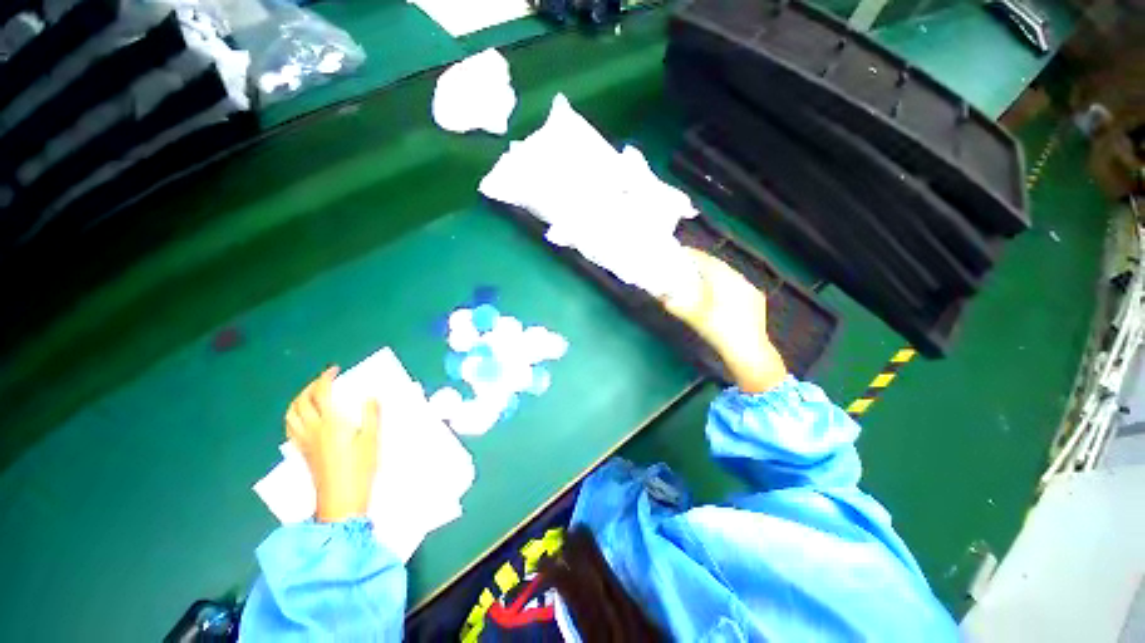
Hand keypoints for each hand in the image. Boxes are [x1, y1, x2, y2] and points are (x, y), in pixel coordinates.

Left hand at [285, 367, 379, 522]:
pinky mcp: (302, 452)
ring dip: (298, 400)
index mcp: (330, 424)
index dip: (325, 379)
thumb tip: (370, 396)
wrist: (341, 500)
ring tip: (310, 396)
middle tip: (324, 381)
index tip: (334, 370)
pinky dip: (294, 416)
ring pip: (291, 415)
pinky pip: (291, 428)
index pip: (321, 394)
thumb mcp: (372, 440)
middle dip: (310, 387)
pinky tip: (304, 418)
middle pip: (301, 402)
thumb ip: (371, 415)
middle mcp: (312, 430)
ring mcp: (304, 442)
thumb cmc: (359, 468)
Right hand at [663, 248, 787, 392]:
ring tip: (698, 277)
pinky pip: (736, 284)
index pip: (706, 260)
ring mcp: (749, 289)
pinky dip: (723, 284)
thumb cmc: (720, 332)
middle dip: (701, 263)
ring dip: (712, 273)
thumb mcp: (694, 318)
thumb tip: (662, 297)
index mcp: (726, 280)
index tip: (679, 253)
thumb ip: (677, 305)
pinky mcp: (755, 299)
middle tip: (685, 265)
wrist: (749, 352)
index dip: (692, 255)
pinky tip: (717, 292)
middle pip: (717, 265)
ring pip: (728, 274)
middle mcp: (739, 279)